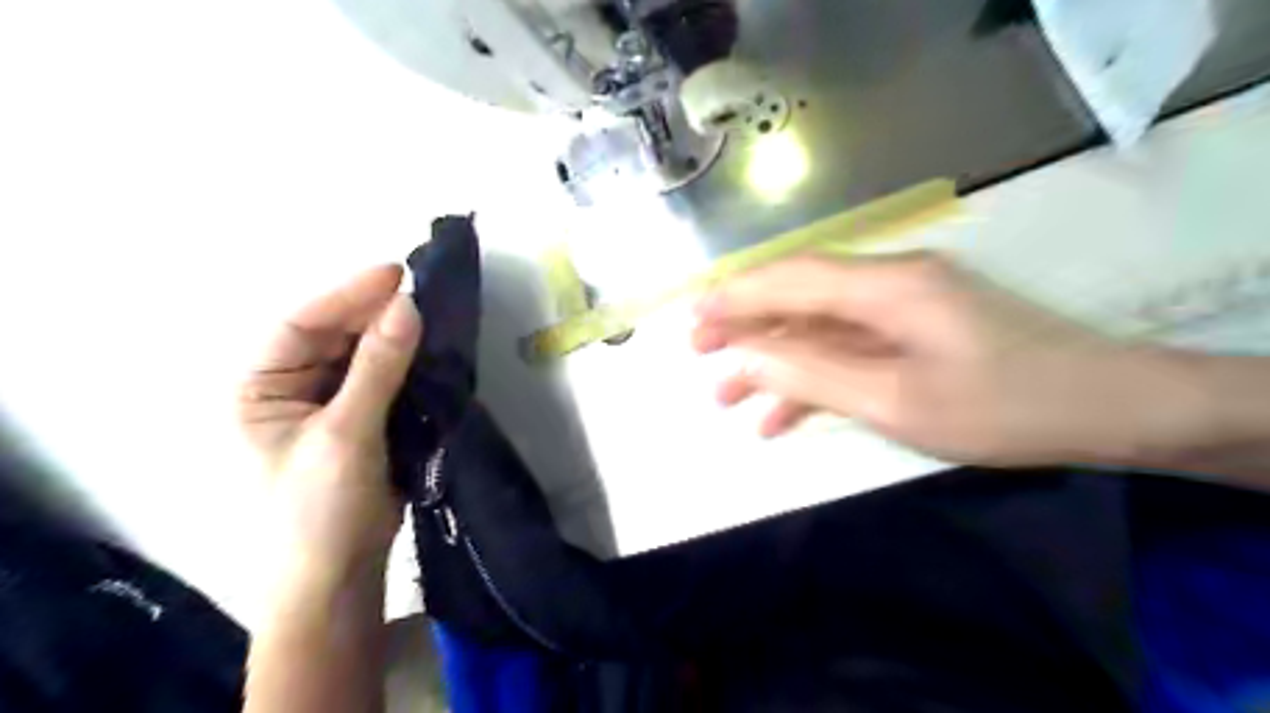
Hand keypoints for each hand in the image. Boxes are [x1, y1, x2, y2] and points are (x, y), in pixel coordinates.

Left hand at [234, 264, 421, 582]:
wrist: (338, 578)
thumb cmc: (318, 510)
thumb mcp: (346, 434)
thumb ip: (377, 368)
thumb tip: (409, 306)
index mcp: (258, 388)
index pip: (301, 325)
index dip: (347, 296)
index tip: (397, 275)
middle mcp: (289, 389)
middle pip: (334, 336)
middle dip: (375, 315)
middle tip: (423, 296)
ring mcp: (329, 405)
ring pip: (363, 356)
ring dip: (395, 338)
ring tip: (433, 318)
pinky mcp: (364, 421)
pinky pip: (384, 380)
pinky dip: (407, 365)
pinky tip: (431, 352)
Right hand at [690, 251, 1173, 466]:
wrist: (1107, 409)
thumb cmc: (1004, 407)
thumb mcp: (897, 400)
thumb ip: (813, 373)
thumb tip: (745, 355)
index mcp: (886, 286)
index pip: (790, 278)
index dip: (735, 296)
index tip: (692, 320)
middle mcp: (888, 281)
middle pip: (798, 296)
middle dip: (744, 326)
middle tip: (699, 356)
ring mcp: (902, 306)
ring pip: (818, 325)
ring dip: (774, 359)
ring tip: (729, 397)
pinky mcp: (914, 330)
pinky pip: (848, 346)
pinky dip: (812, 375)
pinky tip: (782, 414)